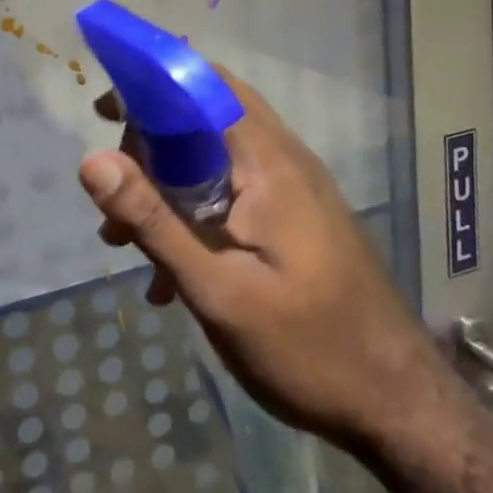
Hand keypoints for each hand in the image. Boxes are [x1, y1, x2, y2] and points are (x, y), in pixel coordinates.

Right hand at [80, 70, 437, 448]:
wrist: (401, 408)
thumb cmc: (308, 348)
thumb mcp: (216, 291)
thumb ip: (154, 221)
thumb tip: (92, 160)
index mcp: (268, 163)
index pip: (206, 85)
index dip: (151, 84)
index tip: (102, 112)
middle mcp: (284, 161)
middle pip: (204, 117)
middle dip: (149, 144)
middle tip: (114, 195)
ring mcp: (294, 191)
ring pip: (213, 158)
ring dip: (164, 185)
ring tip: (124, 240)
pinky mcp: (296, 220)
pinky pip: (231, 192)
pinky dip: (192, 212)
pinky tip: (167, 275)